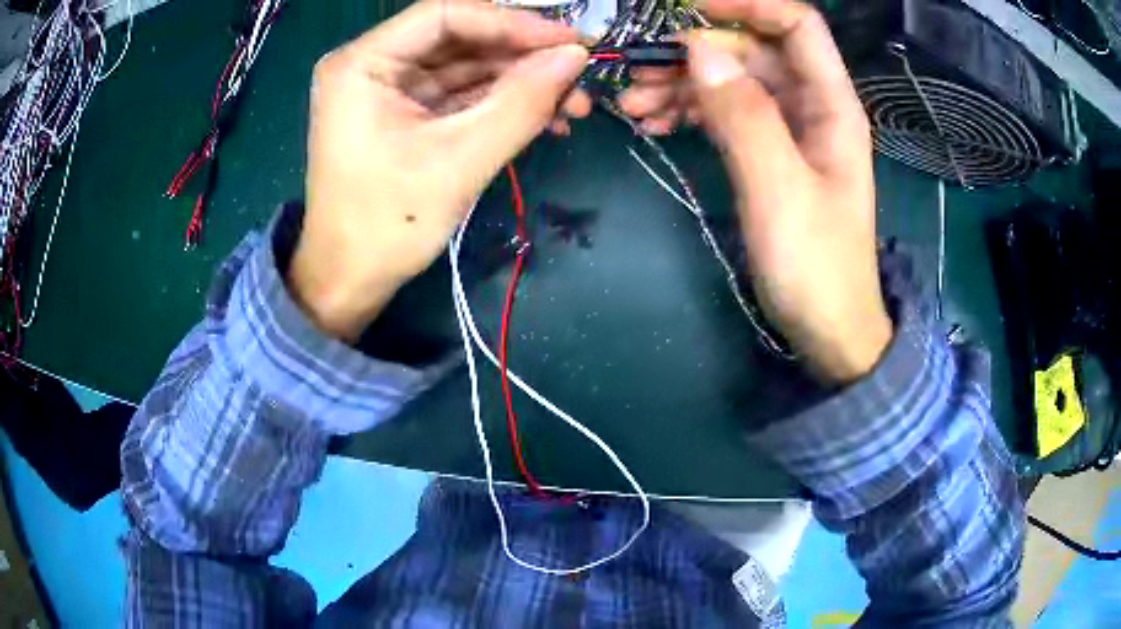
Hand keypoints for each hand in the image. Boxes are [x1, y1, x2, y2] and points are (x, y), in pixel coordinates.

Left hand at [290, 1, 589, 340]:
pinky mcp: (405, 113)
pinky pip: (460, 94)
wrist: (350, 281)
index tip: (569, 41)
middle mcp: (372, 64)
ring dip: (520, 82)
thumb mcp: (459, 161)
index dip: (512, 22)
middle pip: (460, 38)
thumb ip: (521, 102)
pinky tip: (544, 118)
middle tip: (579, 76)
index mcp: (362, 64)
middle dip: (523, 56)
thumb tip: (576, 57)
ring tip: (573, 105)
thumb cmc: (387, 226)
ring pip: (466, 66)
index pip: (446, 15)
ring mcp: (389, 89)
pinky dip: (501, 103)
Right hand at [620, 0, 889, 381]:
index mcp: (831, 104)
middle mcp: (811, 105)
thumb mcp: (781, 191)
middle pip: (752, 51)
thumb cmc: (817, 267)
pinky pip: (727, 114)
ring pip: (732, 81)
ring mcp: (789, 129)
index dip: (746, 5)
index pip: (795, 24)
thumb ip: (745, 116)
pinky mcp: (769, 153)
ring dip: (683, 84)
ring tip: (635, 107)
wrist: (827, 330)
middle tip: (638, 74)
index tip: (686, 10)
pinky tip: (656, 125)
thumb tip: (700, 50)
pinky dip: (691, 112)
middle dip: (695, 53)